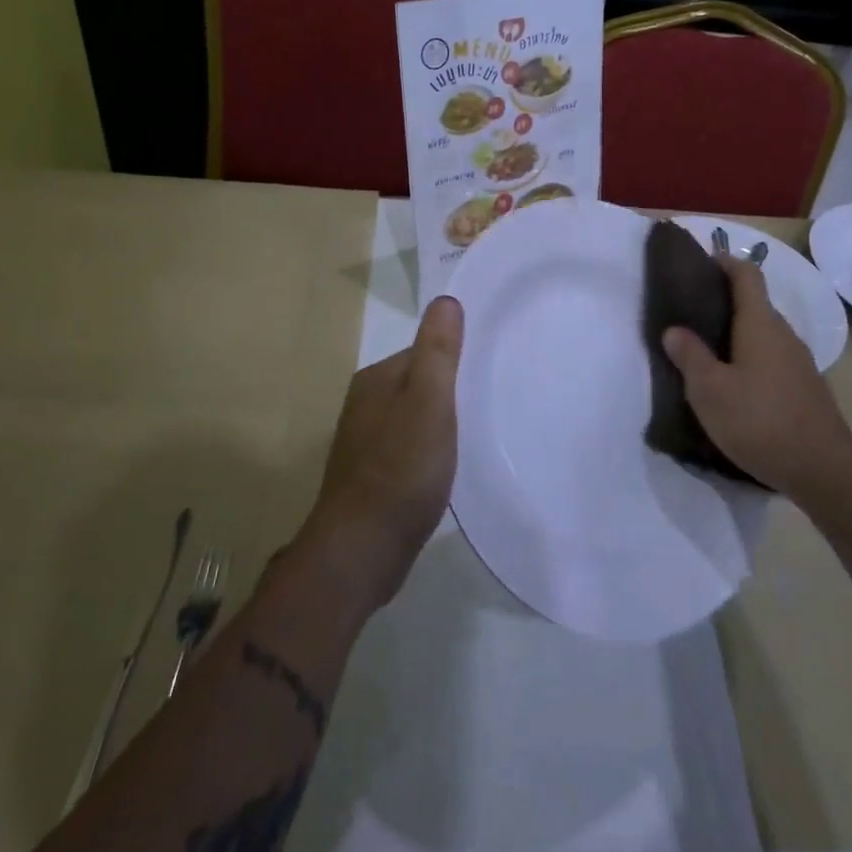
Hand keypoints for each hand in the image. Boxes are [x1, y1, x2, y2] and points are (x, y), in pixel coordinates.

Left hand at [299, 296, 463, 608]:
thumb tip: (445, 300)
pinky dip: (428, 452)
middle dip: (450, 391)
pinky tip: (446, 470)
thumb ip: (437, 352)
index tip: (489, 371)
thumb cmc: (401, 470)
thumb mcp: (428, 402)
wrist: (362, 551)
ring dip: (440, 424)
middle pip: (418, 384)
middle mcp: (365, 405)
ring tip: (475, 436)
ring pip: (413, 418)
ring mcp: (365, 444)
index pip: (423, 352)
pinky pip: (408, 449)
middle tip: (489, 403)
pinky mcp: (372, 478)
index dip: (456, 359)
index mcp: (376, 380)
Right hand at [661, 254, 851, 497]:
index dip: (724, 262)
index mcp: (760, 324)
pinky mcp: (804, 387)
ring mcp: (798, 361)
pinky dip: (749, 357)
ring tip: (704, 350)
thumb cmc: (760, 421)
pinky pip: (771, 357)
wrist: (824, 471)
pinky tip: (732, 384)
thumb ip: (690, 356)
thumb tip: (674, 329)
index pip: (746, 274)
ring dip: (735, 333)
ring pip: (762, 333)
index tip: (699, 264)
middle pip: (754, 302)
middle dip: (723, 300)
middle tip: (688, 314)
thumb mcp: (709, 390)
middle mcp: (783, 334)